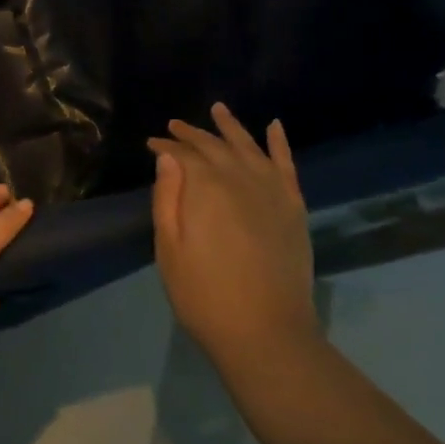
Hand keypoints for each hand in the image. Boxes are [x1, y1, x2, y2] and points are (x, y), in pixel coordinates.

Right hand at [147, 104, 316, 359]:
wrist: (266, 334)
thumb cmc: (204, 295)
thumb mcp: (169, 249)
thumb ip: (167, 199)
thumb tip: (167, 158)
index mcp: (207, 189)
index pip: (182, 156)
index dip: (165, 147)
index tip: (151, 144)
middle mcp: (241, 180)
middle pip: (214, 147)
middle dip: (191, 135)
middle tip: (173, 127)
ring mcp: (272, 192)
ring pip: (249, 147)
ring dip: (231, 127)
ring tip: (218, 109)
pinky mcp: (293, 207)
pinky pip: (287, 165)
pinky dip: (279, 144)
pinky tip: (274, 126)